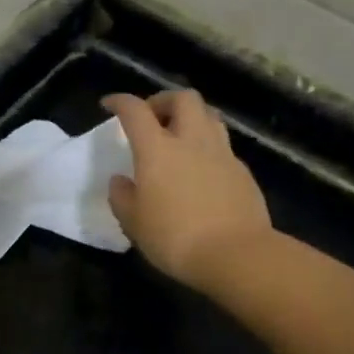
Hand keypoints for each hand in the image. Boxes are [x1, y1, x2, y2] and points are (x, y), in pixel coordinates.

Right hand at [103, 90, 272, 293]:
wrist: (236, 255)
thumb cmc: (175, 237)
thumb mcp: (134, 223)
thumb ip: (122, 196)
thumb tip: (120, 180)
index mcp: (157, 149)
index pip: (135, 110)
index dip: (120, 101)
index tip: (110, 104)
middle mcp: (192, 141)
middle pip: (183, 98)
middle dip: (164, 100)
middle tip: (152, 118)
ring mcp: (222, 154)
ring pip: (209, 116)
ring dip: (191, 118)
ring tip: (179, 137)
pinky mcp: (243, 172)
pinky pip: (223, 146)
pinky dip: (208, 148)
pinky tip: (202, 170)